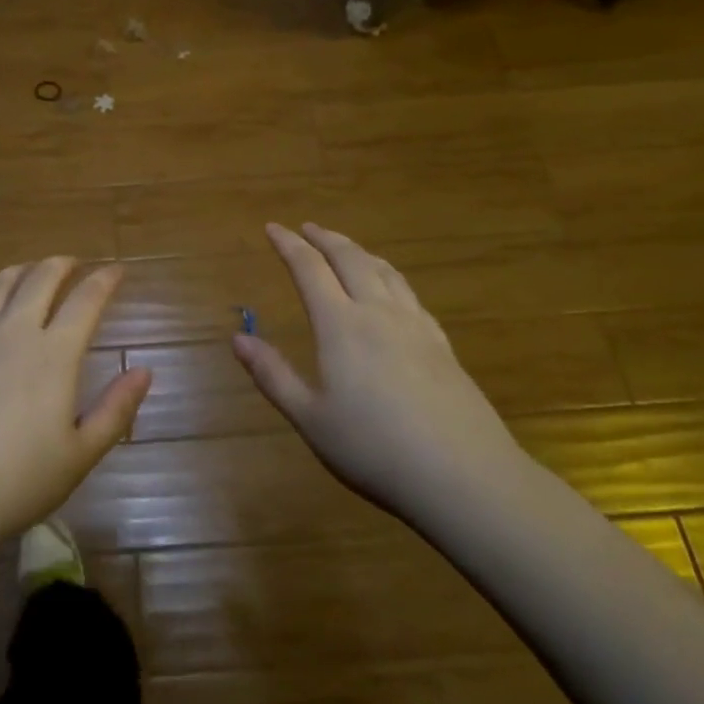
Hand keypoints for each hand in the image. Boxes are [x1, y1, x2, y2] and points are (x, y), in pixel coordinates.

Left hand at [0, 259, 151, 561]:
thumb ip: (116, 410)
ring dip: (18, 272)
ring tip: (28, 272)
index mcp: (53, 355)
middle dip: (61, 264)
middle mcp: (12, 333)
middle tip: (73, 263)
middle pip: (40, 279)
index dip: (105, 280)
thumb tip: (145, 370)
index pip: (86, 300)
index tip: (117, 269)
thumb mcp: (79, 456)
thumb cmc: (14, 485)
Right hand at [233, 223, 529, 519]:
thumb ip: (273, 375)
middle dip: (324, 238)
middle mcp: (377, 312)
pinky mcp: (441, 344)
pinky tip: (392, 290)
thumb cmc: (375, 449)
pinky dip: (390, 276)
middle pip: (350, 258)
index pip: (309, 268)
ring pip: (384, 270)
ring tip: (346, 248)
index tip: (272, 227)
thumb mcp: (311, 419)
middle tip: (307, 228)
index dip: (288, 244)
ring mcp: (415, 325)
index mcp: (340, 325)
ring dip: (358, 251)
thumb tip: (238, 338)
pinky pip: (409, 293)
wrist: (464, 476)